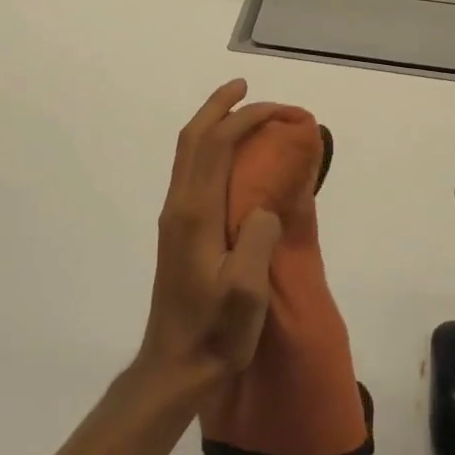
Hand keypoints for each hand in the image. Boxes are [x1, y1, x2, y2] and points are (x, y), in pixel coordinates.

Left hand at [137, 80, 286, 394]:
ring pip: (188, 152)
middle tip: (245, 86)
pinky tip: (230, 157)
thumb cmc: (215, 332)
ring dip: (212, 123)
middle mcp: (180, 205)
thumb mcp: (246, 293)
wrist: (174, 367)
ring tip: (240, 111)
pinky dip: (210, 147)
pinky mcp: (177, 229)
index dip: (245, 118)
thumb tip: (264, 206)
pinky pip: (192, 170)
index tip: (280, 111)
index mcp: (195, 213)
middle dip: (219, 106)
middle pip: (193, 138)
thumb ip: (257, 240)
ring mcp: (175, 216)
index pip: (217, 145)